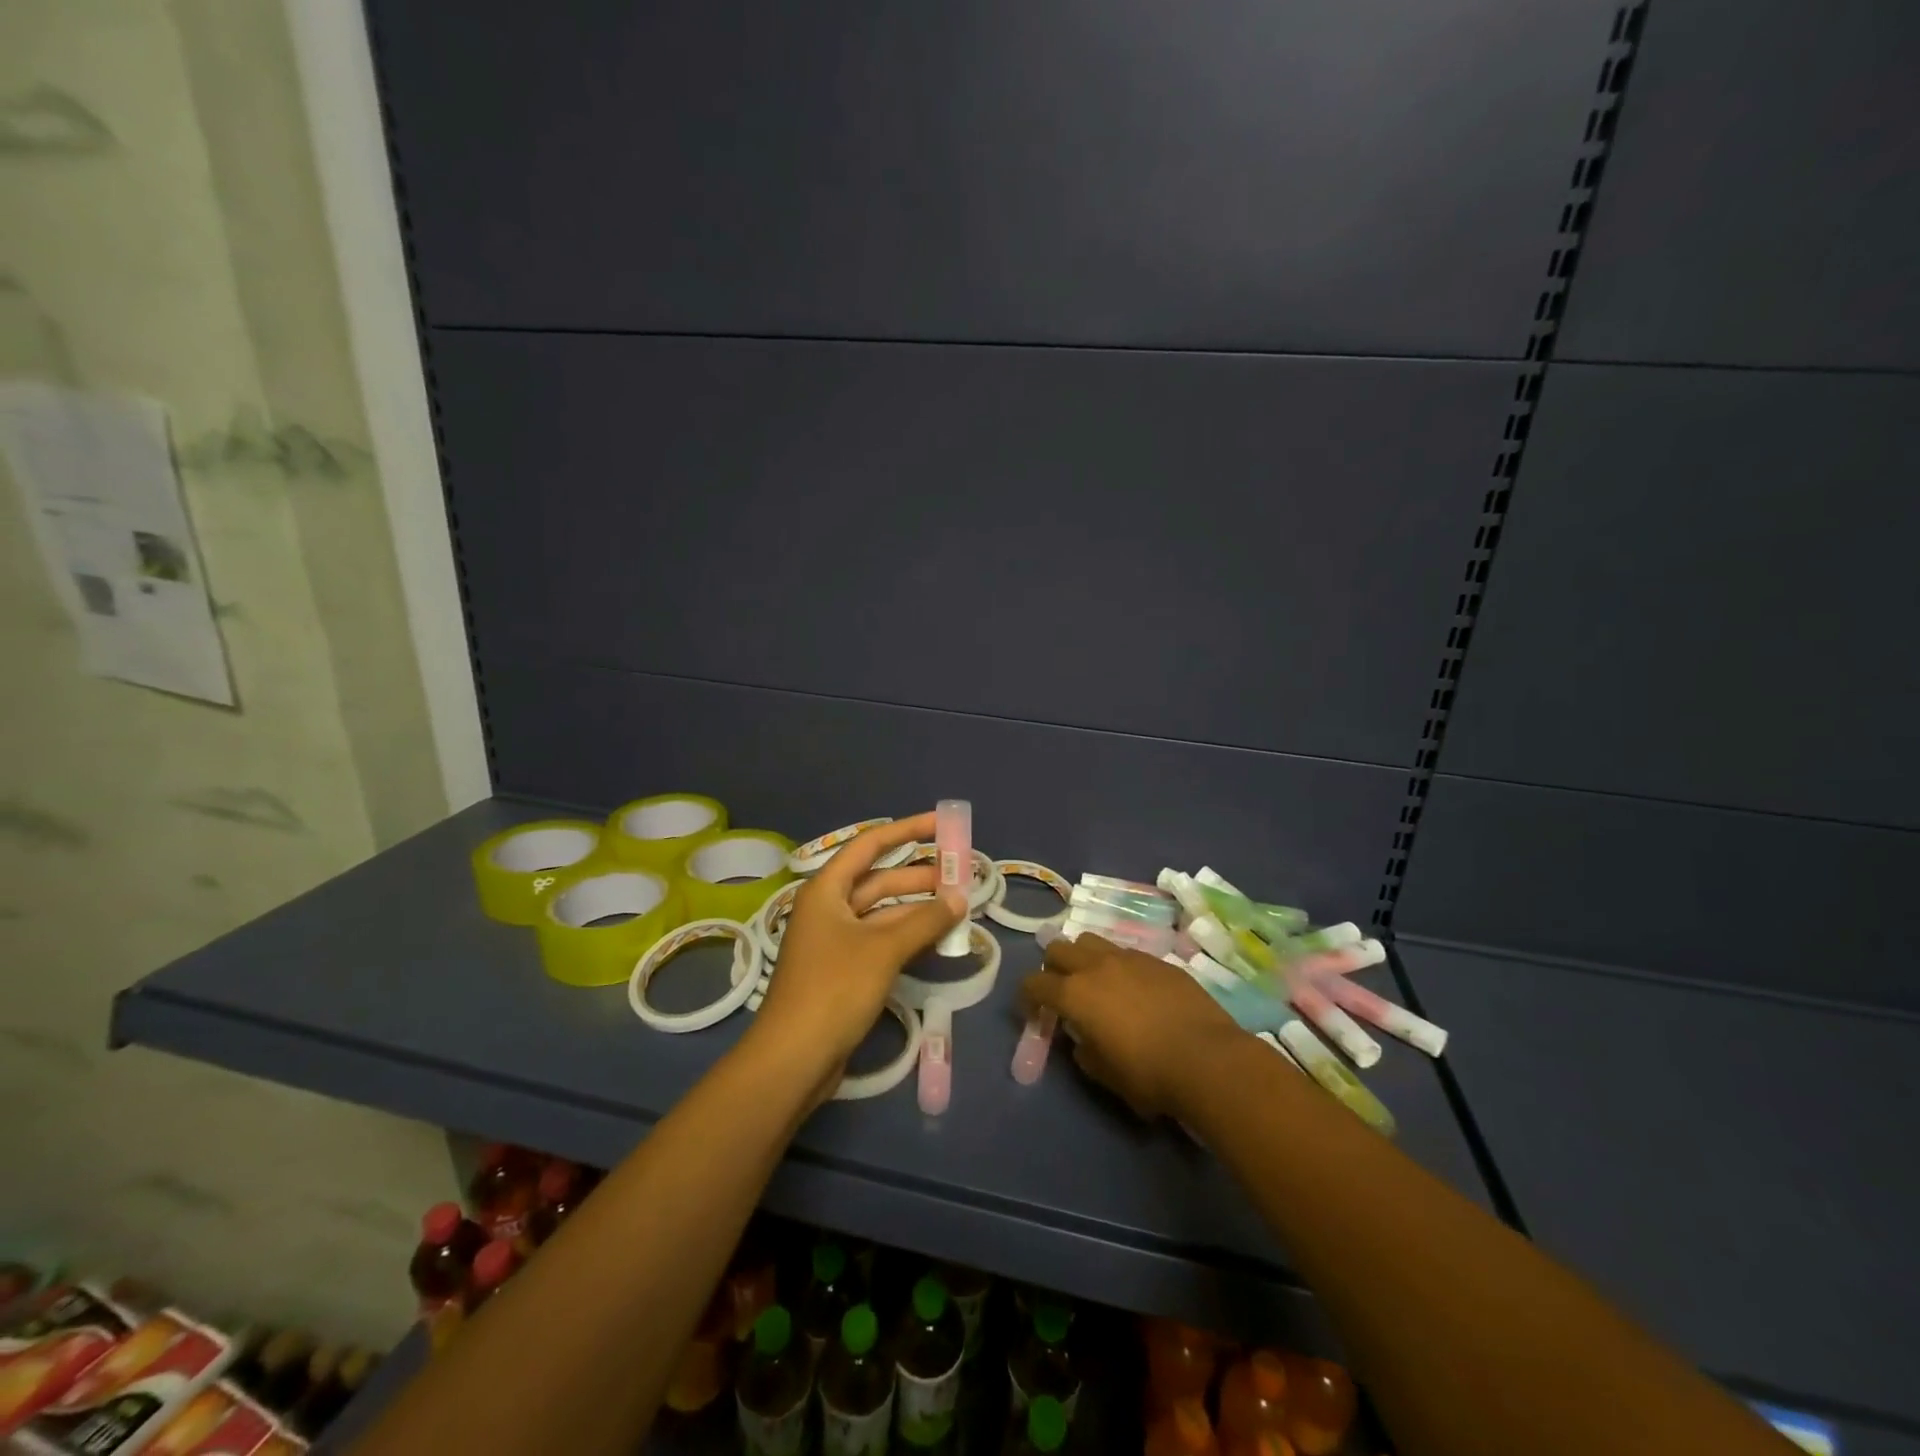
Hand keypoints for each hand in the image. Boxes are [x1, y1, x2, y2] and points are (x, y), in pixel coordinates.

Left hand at [746, 814, 965, 1098]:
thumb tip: (960, 897)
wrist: (794, 1058)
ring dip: (918, 907)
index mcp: (826, 890)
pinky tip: (938, 936)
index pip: (870, 846)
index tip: (942, 824)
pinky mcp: (844, 970)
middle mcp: (829, 908)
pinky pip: (881, 939)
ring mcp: (836, 940)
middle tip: (961, 872)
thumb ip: (925, 920)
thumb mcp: (884, 949)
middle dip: (919, 874)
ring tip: (959, 903)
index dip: (907, 830)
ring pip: (883, 912)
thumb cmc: (834, 989)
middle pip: (879, 879)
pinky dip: (908, 935)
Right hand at [1021, 931, 1246, 1119]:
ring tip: (1097, 983)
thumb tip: (1083, 1039)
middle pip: (1058, 949)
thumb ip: (1084, 1051)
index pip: (1034, 983)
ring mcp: (1129, 958)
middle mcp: (1096, 966)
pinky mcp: (1158, 960)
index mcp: (1074, 993)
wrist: (1207, 1059)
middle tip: (1063, 992)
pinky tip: (1135, 991)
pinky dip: (1120, 967)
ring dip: (1085, 958)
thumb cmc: (1148, 1074)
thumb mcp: (1104, 1073)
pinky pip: (1127, 954)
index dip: (1027, 997)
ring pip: (1092, 942)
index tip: (1034, 1012)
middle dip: (1053, 968)